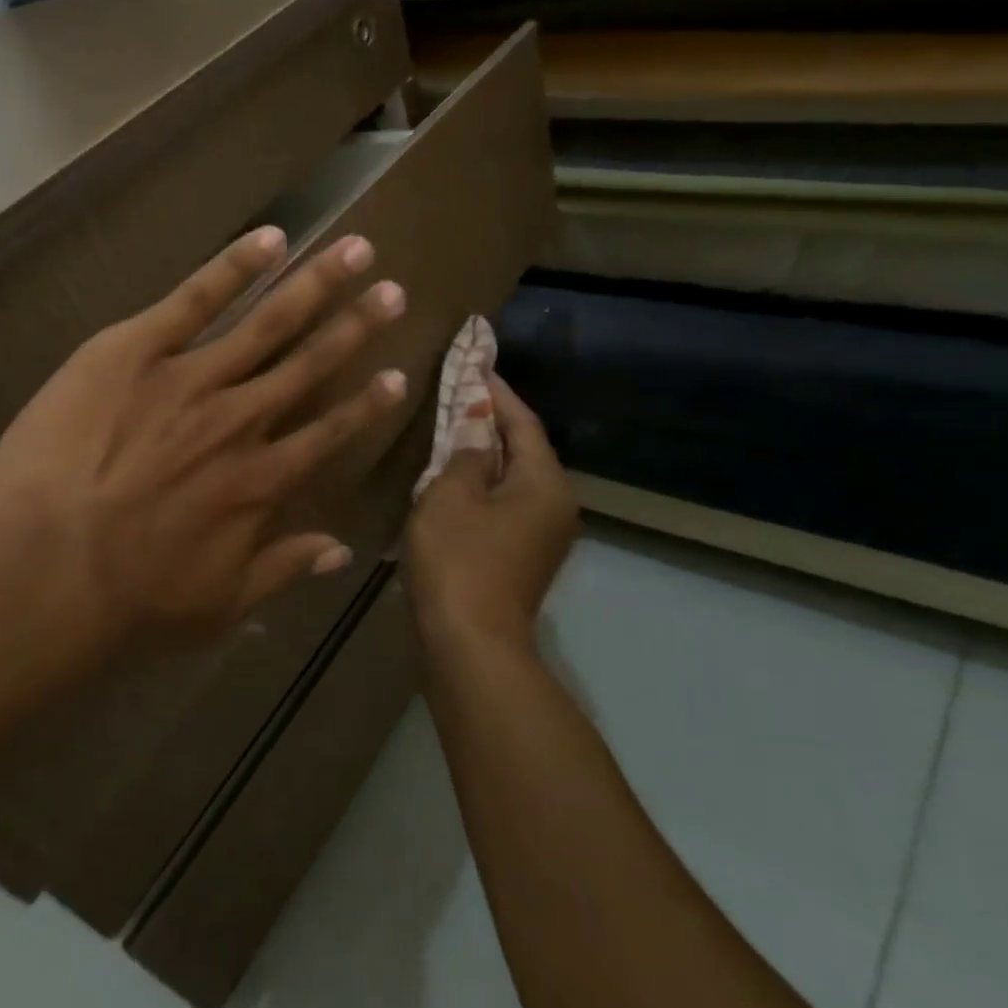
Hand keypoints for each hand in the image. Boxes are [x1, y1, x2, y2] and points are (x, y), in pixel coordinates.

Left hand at [0, 226, 408, 660]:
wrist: (48, 565)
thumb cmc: (131, 599)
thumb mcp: (220, 604)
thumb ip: (282, 569)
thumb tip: (339, 551)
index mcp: (262, 481)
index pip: (329, 432)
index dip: (366, 404)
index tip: (398, 375)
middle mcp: (241, 420)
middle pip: (310, 364)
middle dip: (356, 326)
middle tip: (393, 291)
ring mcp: (191, 378)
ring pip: (268, 323)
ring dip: (315, 285)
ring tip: (356, 250)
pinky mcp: (135, 349)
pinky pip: (194, 298)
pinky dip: (234, 266)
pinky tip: (269, 238)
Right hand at [403, 372, 578, 653]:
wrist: (470, 645)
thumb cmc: (458, 561)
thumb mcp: (451, 495)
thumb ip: (466, 452)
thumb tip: (477, 425)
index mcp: (545, 483)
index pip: (523, 422)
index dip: (496, 392)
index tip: (475, 362)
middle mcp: (557, 505)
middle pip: (524, 450)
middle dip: (492, 422)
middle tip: (458, 395)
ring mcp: (544, 536)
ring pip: (514, 480)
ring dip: (485, 456)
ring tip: (451, 433)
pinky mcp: (525, 558)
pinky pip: (506, 505)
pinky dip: (483, 487)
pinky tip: (454, 482)